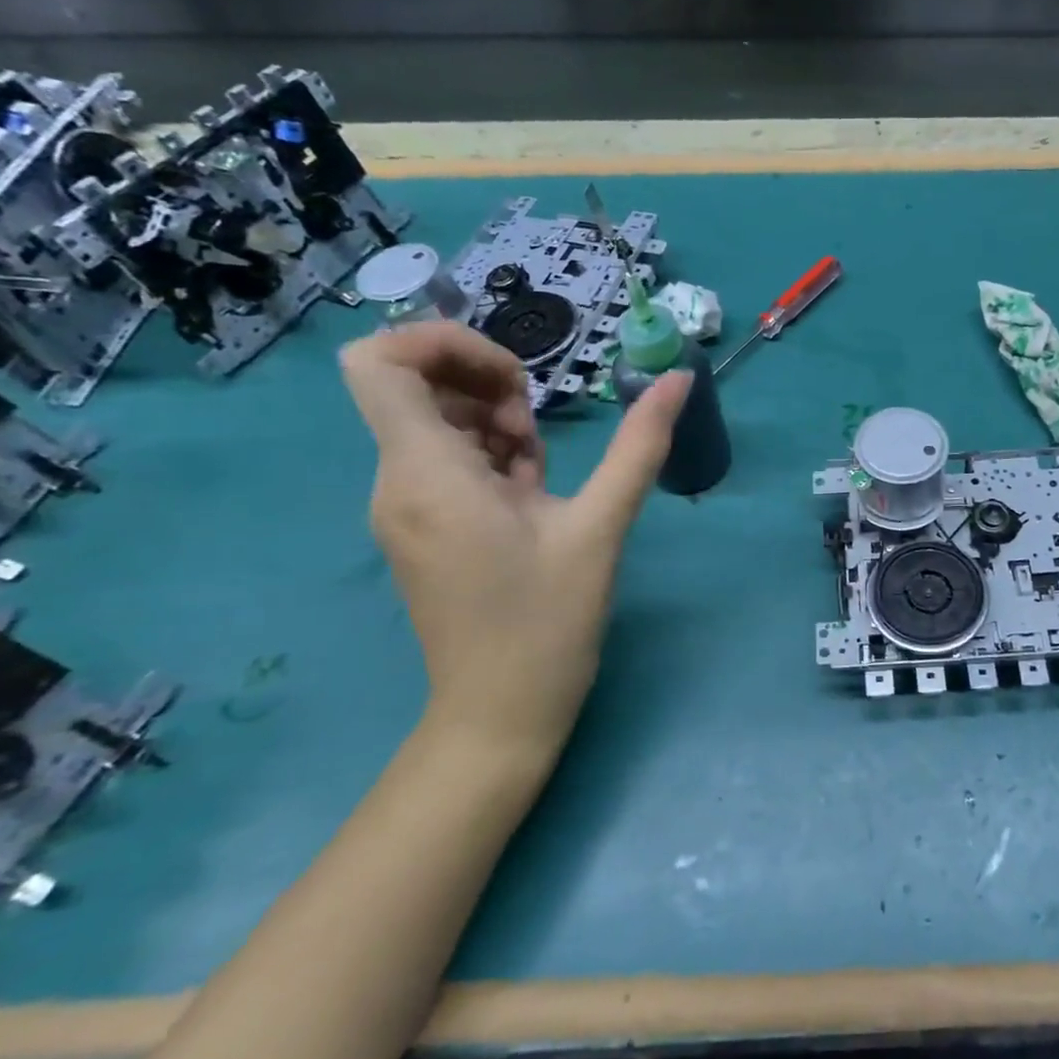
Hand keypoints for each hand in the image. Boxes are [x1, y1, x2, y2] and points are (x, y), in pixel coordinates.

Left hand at [340, 322, 691, 759]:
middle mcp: (397, 482)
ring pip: (433, 420)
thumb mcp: (601, 527)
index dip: (440, 343)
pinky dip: (489, 455)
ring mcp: (406, 505)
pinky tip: (531, 495)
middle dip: (484, 384)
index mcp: (426, 474)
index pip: (378, 362)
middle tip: (533, 431)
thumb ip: (640, 445)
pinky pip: (446, 459)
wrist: (499, 716)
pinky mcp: (423, 525)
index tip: (513, 377)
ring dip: (493, 422)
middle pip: (411, 383)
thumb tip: (679, 377)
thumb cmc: (546, 622)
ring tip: (539, 471)